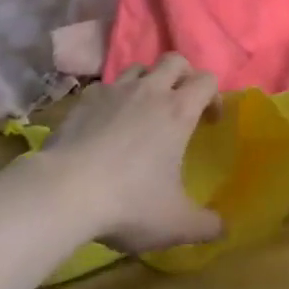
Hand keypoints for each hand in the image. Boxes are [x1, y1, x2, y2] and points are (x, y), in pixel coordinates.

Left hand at [41, 54, 225, 251]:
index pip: (207, 80)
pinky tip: (108, 122)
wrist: (65, 190)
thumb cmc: (129, 203)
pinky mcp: (85, 99)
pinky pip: (106, 86)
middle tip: (182, 104)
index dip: (214, 95)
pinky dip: (114, 97)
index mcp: (178, 111)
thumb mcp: (176, 223)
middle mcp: (149, 91)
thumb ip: (206, 225)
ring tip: (144, 110)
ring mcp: (114, 90)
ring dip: (148, 81)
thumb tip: (223, 228)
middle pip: (174, 60)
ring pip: (139, 68)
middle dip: (184, 76)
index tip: (209, 121)